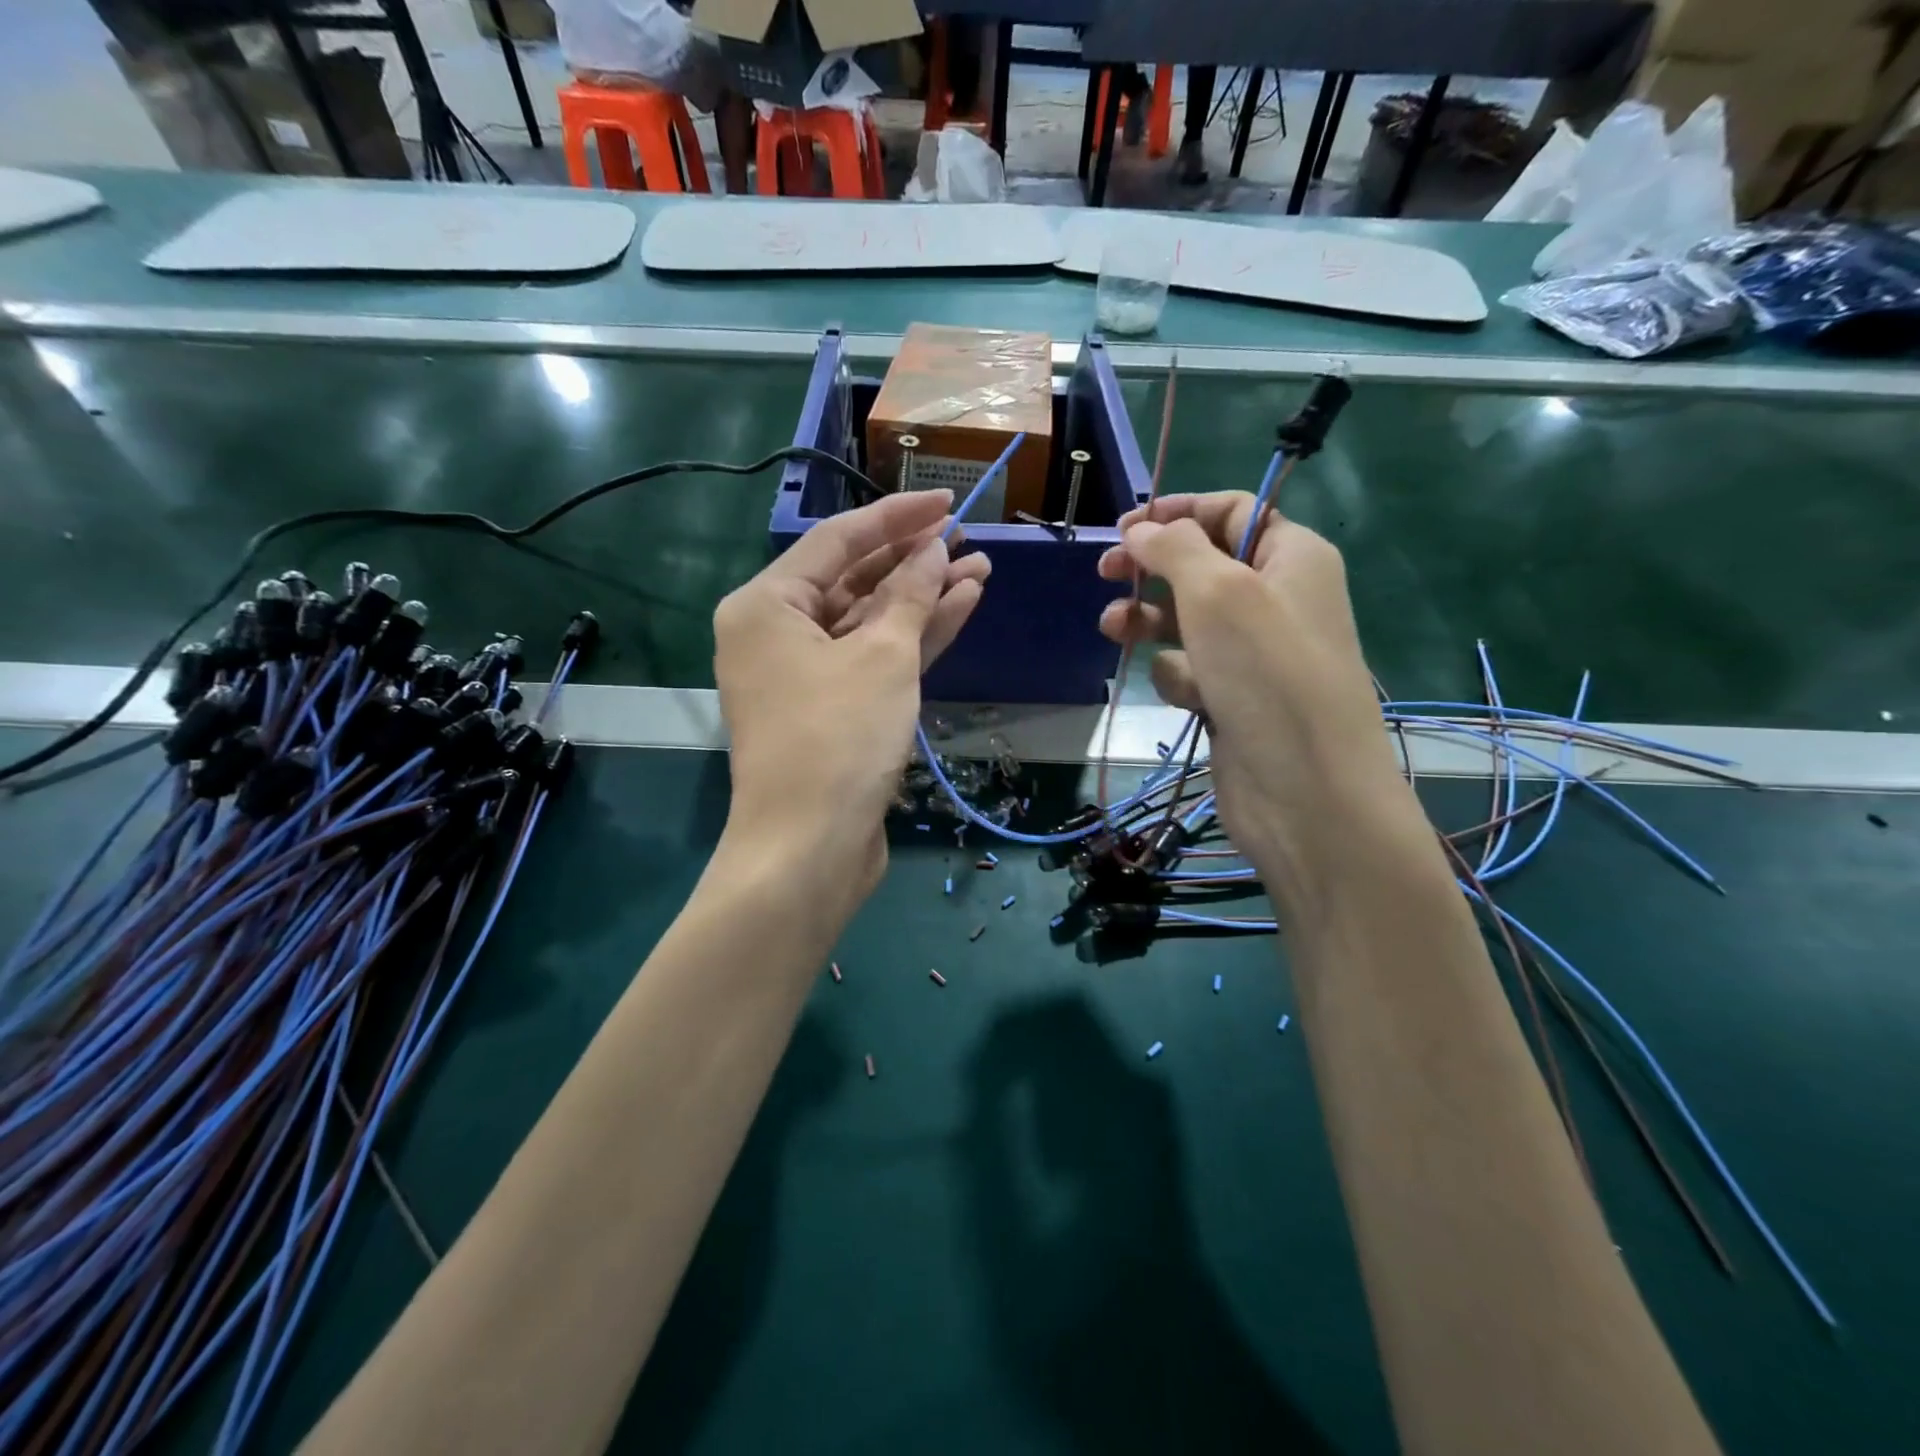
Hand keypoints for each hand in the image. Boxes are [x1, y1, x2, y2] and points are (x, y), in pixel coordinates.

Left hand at [714, 490, 988, 900]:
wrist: (810, 849)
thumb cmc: (838, 739)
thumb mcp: (882, 657)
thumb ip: (910, 596)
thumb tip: (934, 551)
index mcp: (766, 605)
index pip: (838, 540)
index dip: (896, 517)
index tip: (946, 501)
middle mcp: (777, 633)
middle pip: (853, 580)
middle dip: (912, 561)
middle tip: (968, 539)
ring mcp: (804, 675)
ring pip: (869, 622)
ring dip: (921, 599)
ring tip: (979, 569)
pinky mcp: (833, 709)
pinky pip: (873, 658)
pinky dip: (913, 638)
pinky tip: (960, 608)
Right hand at [1096, 493, 1404, 907]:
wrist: (1304, 791)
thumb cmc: (1267, 674)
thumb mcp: (1218, 591)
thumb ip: (1174, 548)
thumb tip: (1141, 530)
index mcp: (1293, 557)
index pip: (1233, 511)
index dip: (1178, 512)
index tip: (1125, 527)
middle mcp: (1276, 600)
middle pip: (1202, 565)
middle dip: (1152, 568)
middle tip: (1106, 572)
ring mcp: (1254, 654)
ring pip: (1186, 621)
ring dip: (1149, 621)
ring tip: (1114, 630)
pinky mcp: (1233, 699)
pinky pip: (1191, 670)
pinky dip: (1179, 676)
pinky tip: (1186, 695)